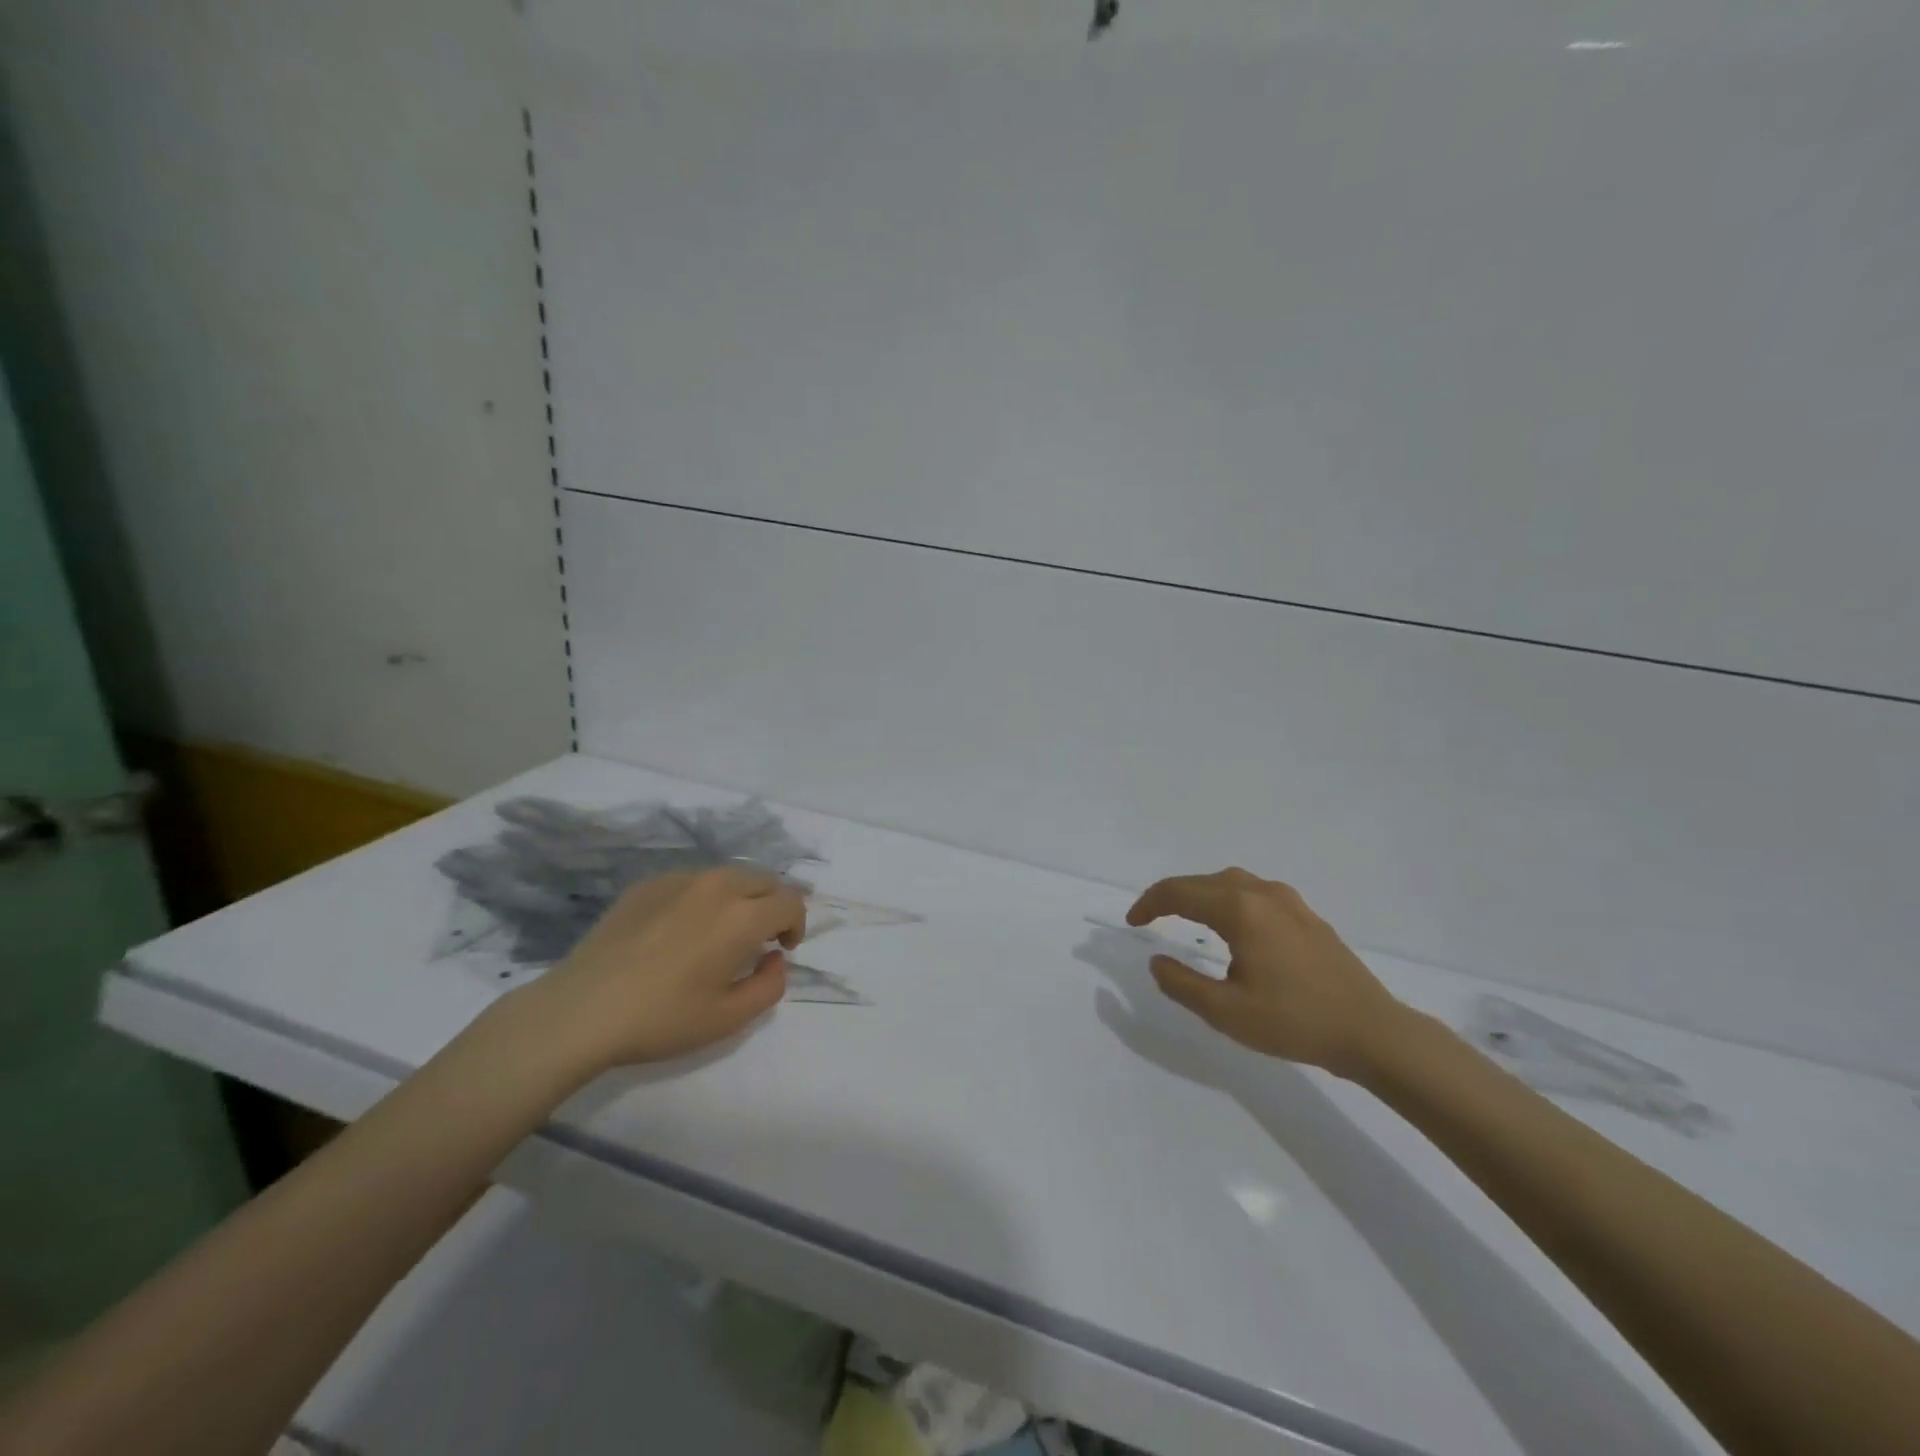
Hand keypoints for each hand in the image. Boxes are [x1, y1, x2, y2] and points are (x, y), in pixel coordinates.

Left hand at [522, 867, 806, 1073]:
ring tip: (720, 933)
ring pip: (728, 876)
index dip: (796, 925)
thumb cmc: (661, 1019)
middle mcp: (717, 885)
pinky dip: (702, 898)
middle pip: (765, 880)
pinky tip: (678, 932)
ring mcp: (679, 880)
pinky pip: (692, 881)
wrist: (580, 1011)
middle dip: (772, 906)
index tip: (781, 950)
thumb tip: (774, 958)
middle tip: (758, 940)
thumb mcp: (729, 1019)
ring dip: (740, 898)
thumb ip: (770, 985)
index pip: (790, 902)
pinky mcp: (647, 884)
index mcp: (742, 916)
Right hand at [1127, 868, 1408, 1078]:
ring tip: (1183, 916)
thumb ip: (1182, 984)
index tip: (1132, 922)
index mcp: (1240, 910)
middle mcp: (1262, 893)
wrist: (1372, 1032)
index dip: (1149, 904)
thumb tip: (1157, 960)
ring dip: (1200, 893)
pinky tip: (1231, 925)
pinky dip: (1227, 899)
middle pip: (1203, 881)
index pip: (1180, 892)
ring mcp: (1289, 901)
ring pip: (1230, 882)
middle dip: (1171, 895)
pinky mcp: (1306, 915)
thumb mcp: (1226, 1012)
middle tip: (1150, 918)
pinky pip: (1253, 892)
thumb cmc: (1295, 1021)